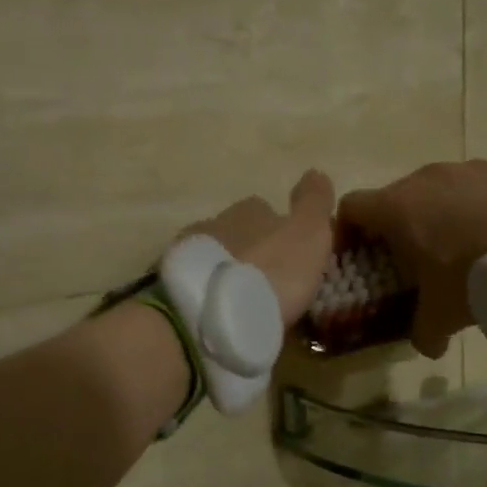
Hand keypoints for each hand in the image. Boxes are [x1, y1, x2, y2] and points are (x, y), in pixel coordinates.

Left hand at [186, 170, 337, 327]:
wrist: (211, 313)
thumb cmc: (271, 271)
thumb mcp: (307, 234)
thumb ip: (314, 203)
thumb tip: (315, 173)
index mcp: (249, 209)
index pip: (265, 209)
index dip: (279, 230)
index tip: (290, 255)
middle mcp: (214, 222)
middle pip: (237, 232)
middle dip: (250, 251)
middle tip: (267, 280)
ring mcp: (187, 253)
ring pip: (212, 256)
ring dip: (226, 271)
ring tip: (241, 300)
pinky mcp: (171, 284)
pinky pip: (195, 283)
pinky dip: (206, 291)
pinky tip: (217, 311)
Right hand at [339, 161, 486, 358]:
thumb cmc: (477, 276)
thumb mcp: (443, 314)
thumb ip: (424, 331)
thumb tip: (427, 346)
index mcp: (398, 208)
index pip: (351, 207)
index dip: (347, 230)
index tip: (358, 254)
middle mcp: (428, 177)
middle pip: (397, 197)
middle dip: (399, 227)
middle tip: (414, 259)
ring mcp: (471, 167)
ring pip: (442, 189)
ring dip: (442, 214)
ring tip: (465, 247)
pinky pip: (483, 187)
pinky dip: (483, 207)